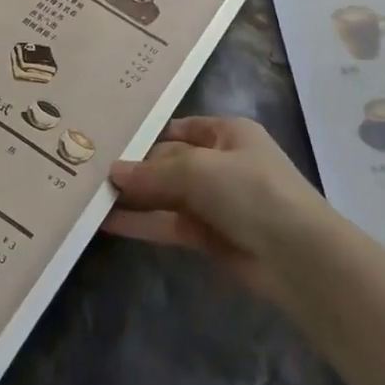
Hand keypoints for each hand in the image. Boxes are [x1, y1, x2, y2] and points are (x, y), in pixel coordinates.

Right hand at [103, 116, 339, 306]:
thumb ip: (153, 172)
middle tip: (86, 168)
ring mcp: (215, 201)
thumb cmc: (252, 191)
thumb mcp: (200, 169)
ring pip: (166, 195)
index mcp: (228, 133)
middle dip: (133, 167)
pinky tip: (107, 221)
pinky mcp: (209, 236)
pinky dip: (141, 223)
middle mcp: (221, 162)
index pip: (179, 128)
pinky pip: (168, 223)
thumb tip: (113, 171)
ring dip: (133, 196)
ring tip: (88, 194)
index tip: (107, 137)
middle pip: (169, 161)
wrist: (298, 256)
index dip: (145, 133)